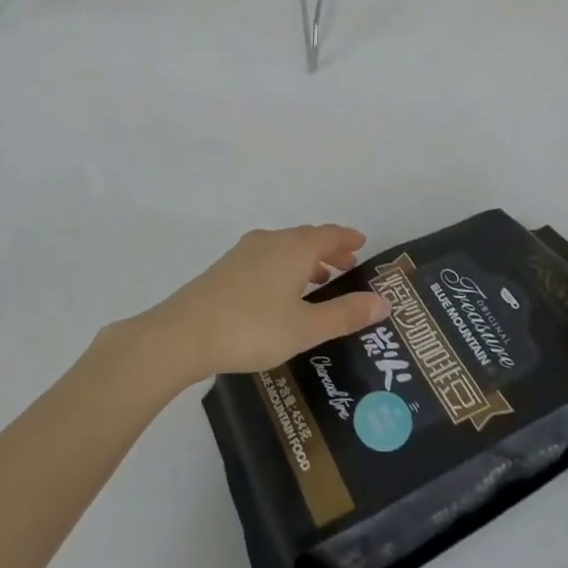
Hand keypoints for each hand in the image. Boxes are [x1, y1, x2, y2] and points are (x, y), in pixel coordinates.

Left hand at [136, 226, 389, 383]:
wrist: (184, 333)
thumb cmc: (252, 328)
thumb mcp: (305, 328)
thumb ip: (344, 314)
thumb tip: (384, 301)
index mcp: (294, 248)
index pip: (329, 233)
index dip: (348, 238)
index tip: (363, 243)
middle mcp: (271, 241)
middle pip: (307, 237)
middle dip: (329, 249)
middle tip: (347, 266)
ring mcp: (245, 252)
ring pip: (285, 247)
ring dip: (306, 259)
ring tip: (319, 281)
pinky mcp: (226, 267)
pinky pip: (267, 257)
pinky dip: (284, 266)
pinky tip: (281, 293)